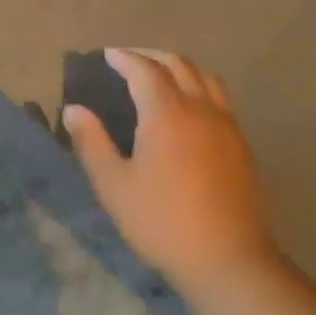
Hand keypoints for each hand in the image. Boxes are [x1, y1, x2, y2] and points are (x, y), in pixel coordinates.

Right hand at [63, 48, 277, 290]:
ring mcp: (226, 124)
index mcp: (167, 113)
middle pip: (178, 64)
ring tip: (161, 74)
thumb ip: (92, 142)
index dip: (124, 58)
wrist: (227, 259)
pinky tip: (190, 106)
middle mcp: (200, 108)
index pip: (144, 70)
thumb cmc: (162, 222)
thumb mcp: (114, 186)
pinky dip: (199, 86)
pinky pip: (220, 97)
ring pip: (205, 77)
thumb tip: (74, 109)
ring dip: (180, 66)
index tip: (107, 55)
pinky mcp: (241, 144)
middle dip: (151, 55)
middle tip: (129, 59)